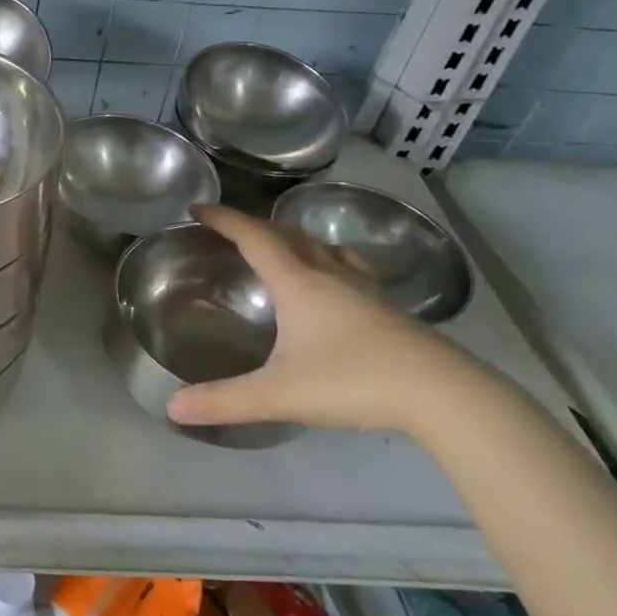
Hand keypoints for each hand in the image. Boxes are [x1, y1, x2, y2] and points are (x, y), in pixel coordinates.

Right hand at [164, 205, 485, 438]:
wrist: (443, 395)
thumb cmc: (354, 382)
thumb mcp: (280, 394)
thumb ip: (225, 401)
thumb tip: (172, 407)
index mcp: (298, 283)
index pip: (253, 237)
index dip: (224, 219)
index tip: (198, 207)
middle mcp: (330, 274)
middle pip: (287, 235)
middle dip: (254, 226)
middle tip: (230, 231)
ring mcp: (364, 289)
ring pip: (322, 248)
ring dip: (293, 239)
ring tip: (279, 248)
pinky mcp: (388, 309)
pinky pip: (347, 268)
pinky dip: (326, 261)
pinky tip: (333, 286)